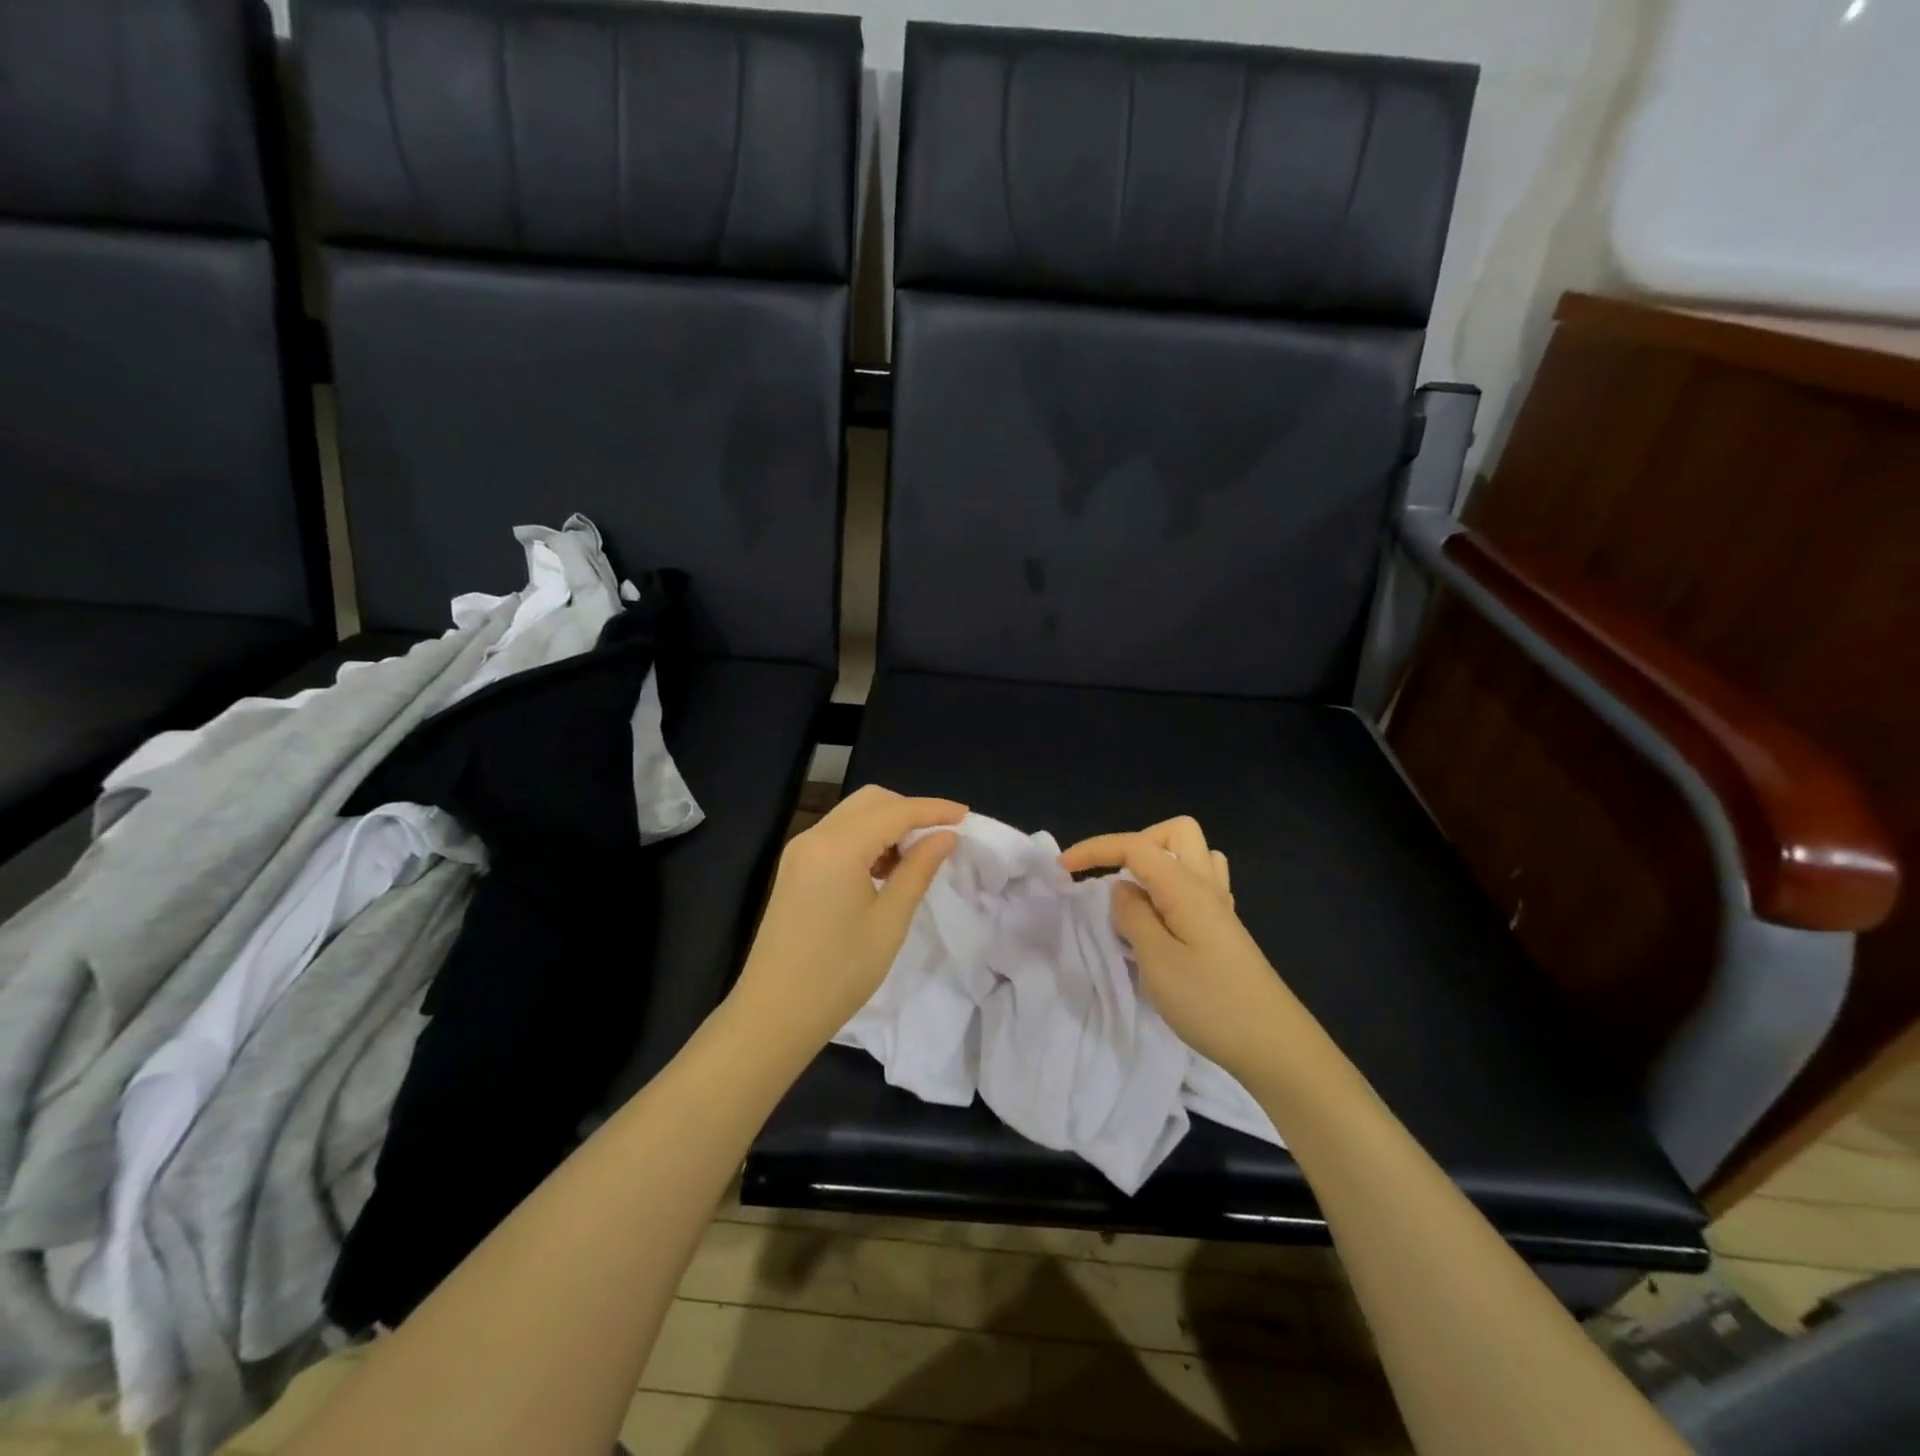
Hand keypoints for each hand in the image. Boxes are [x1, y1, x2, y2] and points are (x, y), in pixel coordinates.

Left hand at [730, 785, 966, 1052]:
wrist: (774, 1013)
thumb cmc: (839, 972)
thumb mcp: (890, 921)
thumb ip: (919, 870)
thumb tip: (946, 837)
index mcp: (838, 846)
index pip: (895, 811)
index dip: (933, 809)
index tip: (966, 815)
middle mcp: (815, 836)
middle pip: (870, 801)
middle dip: (909, 810)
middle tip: (940, 837)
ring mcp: (800, 851)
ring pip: (853, 815)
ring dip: (887, 824)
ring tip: (914, 858)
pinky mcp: (794, 867)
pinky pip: (837, 835)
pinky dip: (866, 839)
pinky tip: (883, 869)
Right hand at [1060, 817, 1302, 1079]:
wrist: (1275, 1046)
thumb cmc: (1211, 1003)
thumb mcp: (1157, 962)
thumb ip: (1133, 917)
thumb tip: (1121, 889)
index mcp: (1186, 888)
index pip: (1136, 847)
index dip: (1095, 849)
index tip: (1063, 869)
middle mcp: (1207, 886)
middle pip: (1175, 833)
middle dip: (1136, 844)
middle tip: (1113, 880)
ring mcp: (1221, 907)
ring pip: (1193, 856)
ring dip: (1159, 864)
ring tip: (1137, 898)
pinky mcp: (1226, 930)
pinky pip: (1201, 884)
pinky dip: (1174, 888)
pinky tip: (1163, 919)